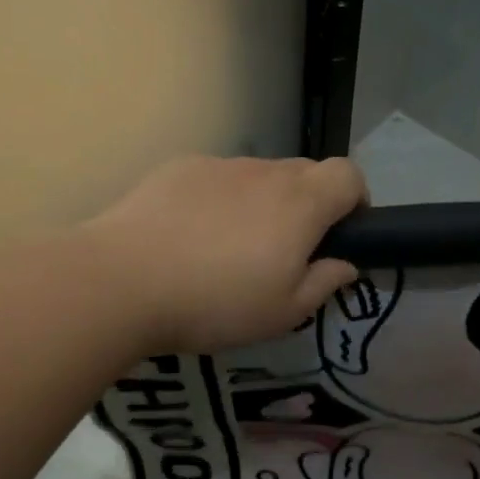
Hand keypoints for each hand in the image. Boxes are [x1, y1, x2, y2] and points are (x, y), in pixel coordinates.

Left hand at [81, 155, 366, 353]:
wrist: (124, 280)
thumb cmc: (216, 303)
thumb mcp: (282, 313)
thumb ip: (323, 283)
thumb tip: (346, 265)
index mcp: (300, 204)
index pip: (349, 174)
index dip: (355, 199)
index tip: (341, 233)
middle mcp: (265, 172)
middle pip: (305, 172)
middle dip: (309, 204)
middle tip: (284, 250)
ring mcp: (219, 165)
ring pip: (258, 175)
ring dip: (262, 201)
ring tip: (229, 247)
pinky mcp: (179, 168)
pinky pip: (216, 177)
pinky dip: (219, 198)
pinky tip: (190, 235)